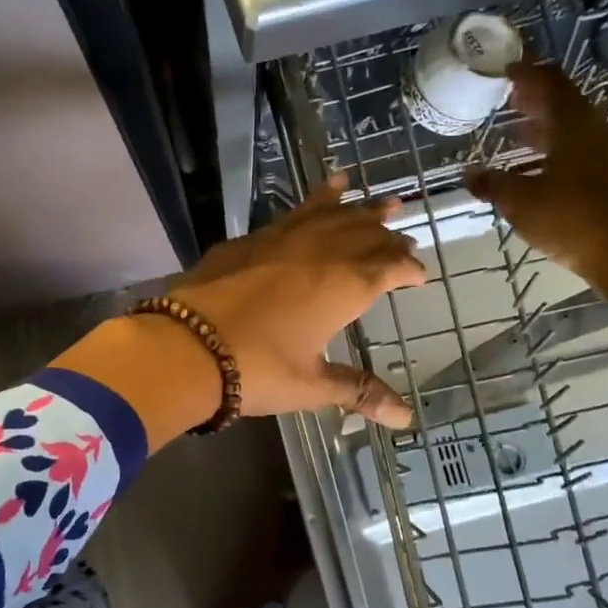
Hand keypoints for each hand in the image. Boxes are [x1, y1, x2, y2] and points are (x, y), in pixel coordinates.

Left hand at [171, 175, 425, 427]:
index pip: (387, 269)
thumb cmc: (256, 369)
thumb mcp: (311, 384)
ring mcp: (284, 239)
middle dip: (388, 235)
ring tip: (382, 199)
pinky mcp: (252, 238)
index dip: (406, 269)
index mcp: (342, 287)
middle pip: (364, 235)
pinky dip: (317, 199)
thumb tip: (406, 418)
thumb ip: (358, 391)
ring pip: (333, 215)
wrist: (187, 345)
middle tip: (405, 234)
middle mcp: (320, 254)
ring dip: (360, 209)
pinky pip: (295, 211)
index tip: (419, 273)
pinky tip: (325, 190)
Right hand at [466, 62, 607, 318]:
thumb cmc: (574, 221)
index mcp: (575, 125)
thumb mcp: (522, 203)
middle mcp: (599, 131)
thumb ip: (494, 184)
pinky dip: (560, 151)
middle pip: (565, 103)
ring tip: (518, 135)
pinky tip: (543, 169)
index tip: (504, 69)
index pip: (550, 82)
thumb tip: (468, 174)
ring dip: (547, 129)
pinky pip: (585, 152)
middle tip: (507, 99)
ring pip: (576, 130)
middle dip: (534, 100)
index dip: (527, 72)